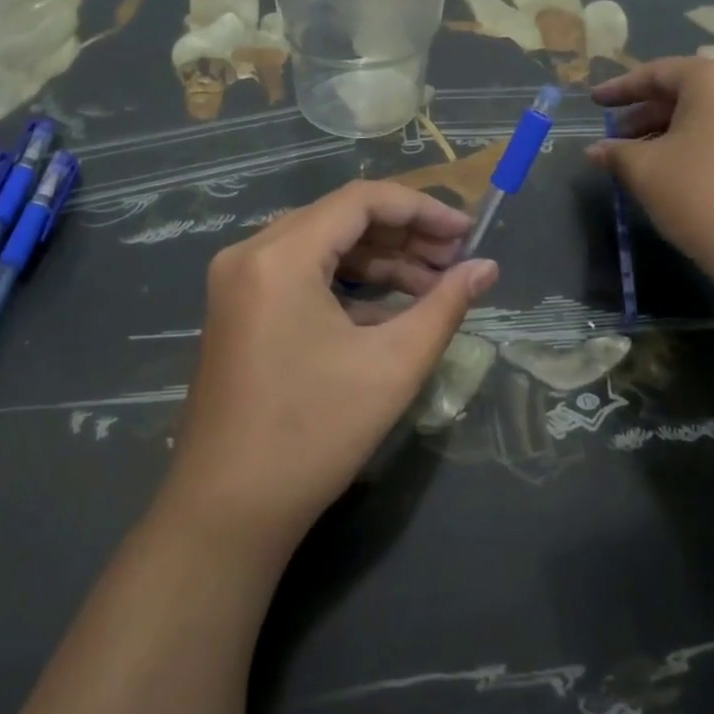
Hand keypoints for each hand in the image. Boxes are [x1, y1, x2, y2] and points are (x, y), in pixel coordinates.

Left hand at [158, 181, 498, 559]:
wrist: (226, 513)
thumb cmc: (312, 435)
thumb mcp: (391, 366)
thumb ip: (444, 305)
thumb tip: (487, 268)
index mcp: (280, 255)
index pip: (361, 200)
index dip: (421, 209)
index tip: (467, 231)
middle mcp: (251, 253)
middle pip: (340, 218)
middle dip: (404, 235)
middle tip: (457, 259)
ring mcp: (239, 281)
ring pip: (322, 246)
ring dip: (379, 259)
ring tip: (435, 284)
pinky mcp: (240, 308)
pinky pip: (302, 274)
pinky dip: (348, 284)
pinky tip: (393, 307)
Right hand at [588, 55, 713, 295]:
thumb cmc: (701, 196)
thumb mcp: (644, 171)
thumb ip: (616, 152)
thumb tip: (596, 150)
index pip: (656, 73)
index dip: (620, 88)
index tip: (594, 101)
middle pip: (687, 87)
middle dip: (647, 109)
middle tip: (616, 133)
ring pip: (710, 107)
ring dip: (672, 124)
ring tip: (640, 152)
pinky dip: (700, 135)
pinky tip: (676, 162)